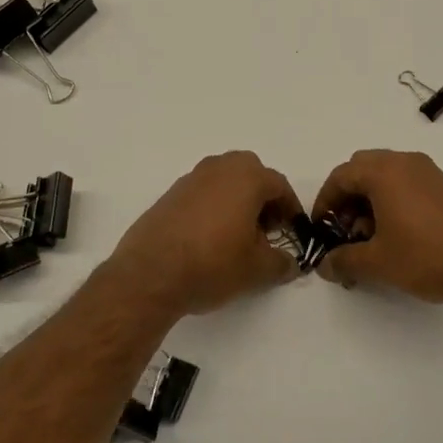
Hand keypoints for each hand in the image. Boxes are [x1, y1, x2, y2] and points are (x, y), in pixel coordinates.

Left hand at [105, 152, 304, 315]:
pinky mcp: (169, 195)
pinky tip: (209, 238)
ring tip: (238, 236)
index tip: (293, 231)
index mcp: (246, 177)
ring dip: (237, 201)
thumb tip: (290, 263)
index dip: (290, 208)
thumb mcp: (257, 270)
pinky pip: (202, 193)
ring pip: (225, 181)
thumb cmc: (212, 264)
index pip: (279, 185)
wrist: (150, 274)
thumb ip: (281, 263)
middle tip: (265, 229)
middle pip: (251, 174)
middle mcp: (219, 168)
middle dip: (263, 198)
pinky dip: (213, 207)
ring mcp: (190, 179)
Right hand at [312, 149, 442, 308]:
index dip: (325, 201)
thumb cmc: (426, 257)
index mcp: (384, 172)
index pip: (341, 176)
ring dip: (369, 199)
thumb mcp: (377, 262)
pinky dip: (391, 199)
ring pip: (385, 175)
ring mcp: (428, 172)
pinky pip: (406, 182)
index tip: (321, 228)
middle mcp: (405, 162)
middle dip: (347, 197)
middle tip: (344, 229)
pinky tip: (395, 233)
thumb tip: (324, 266)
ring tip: (370, 236)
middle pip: (362, 169)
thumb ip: (344, 260)